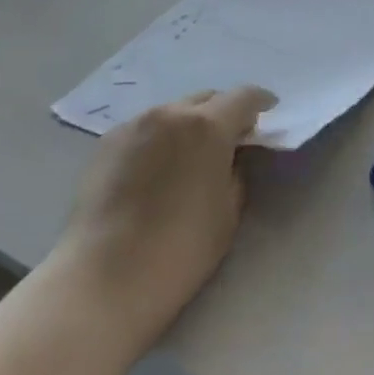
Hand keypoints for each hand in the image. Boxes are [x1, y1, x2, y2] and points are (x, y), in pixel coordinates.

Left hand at [58, 86, 274, 347]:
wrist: (104, 277)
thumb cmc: (180, 250)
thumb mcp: (228, 212)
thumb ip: (236, 171)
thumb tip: (232, 155)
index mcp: (207, 126)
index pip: (243, 97)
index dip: (261, 103)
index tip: (269, 113)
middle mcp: (170, 113)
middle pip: (206, 98)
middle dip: (222, 113)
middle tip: (230, 140)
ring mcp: (134, 124)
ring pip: (173, 111)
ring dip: (189, 124)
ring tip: (189, 156)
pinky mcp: (107, 142)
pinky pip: (145, 129)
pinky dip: (160, 138)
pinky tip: (156, 169)